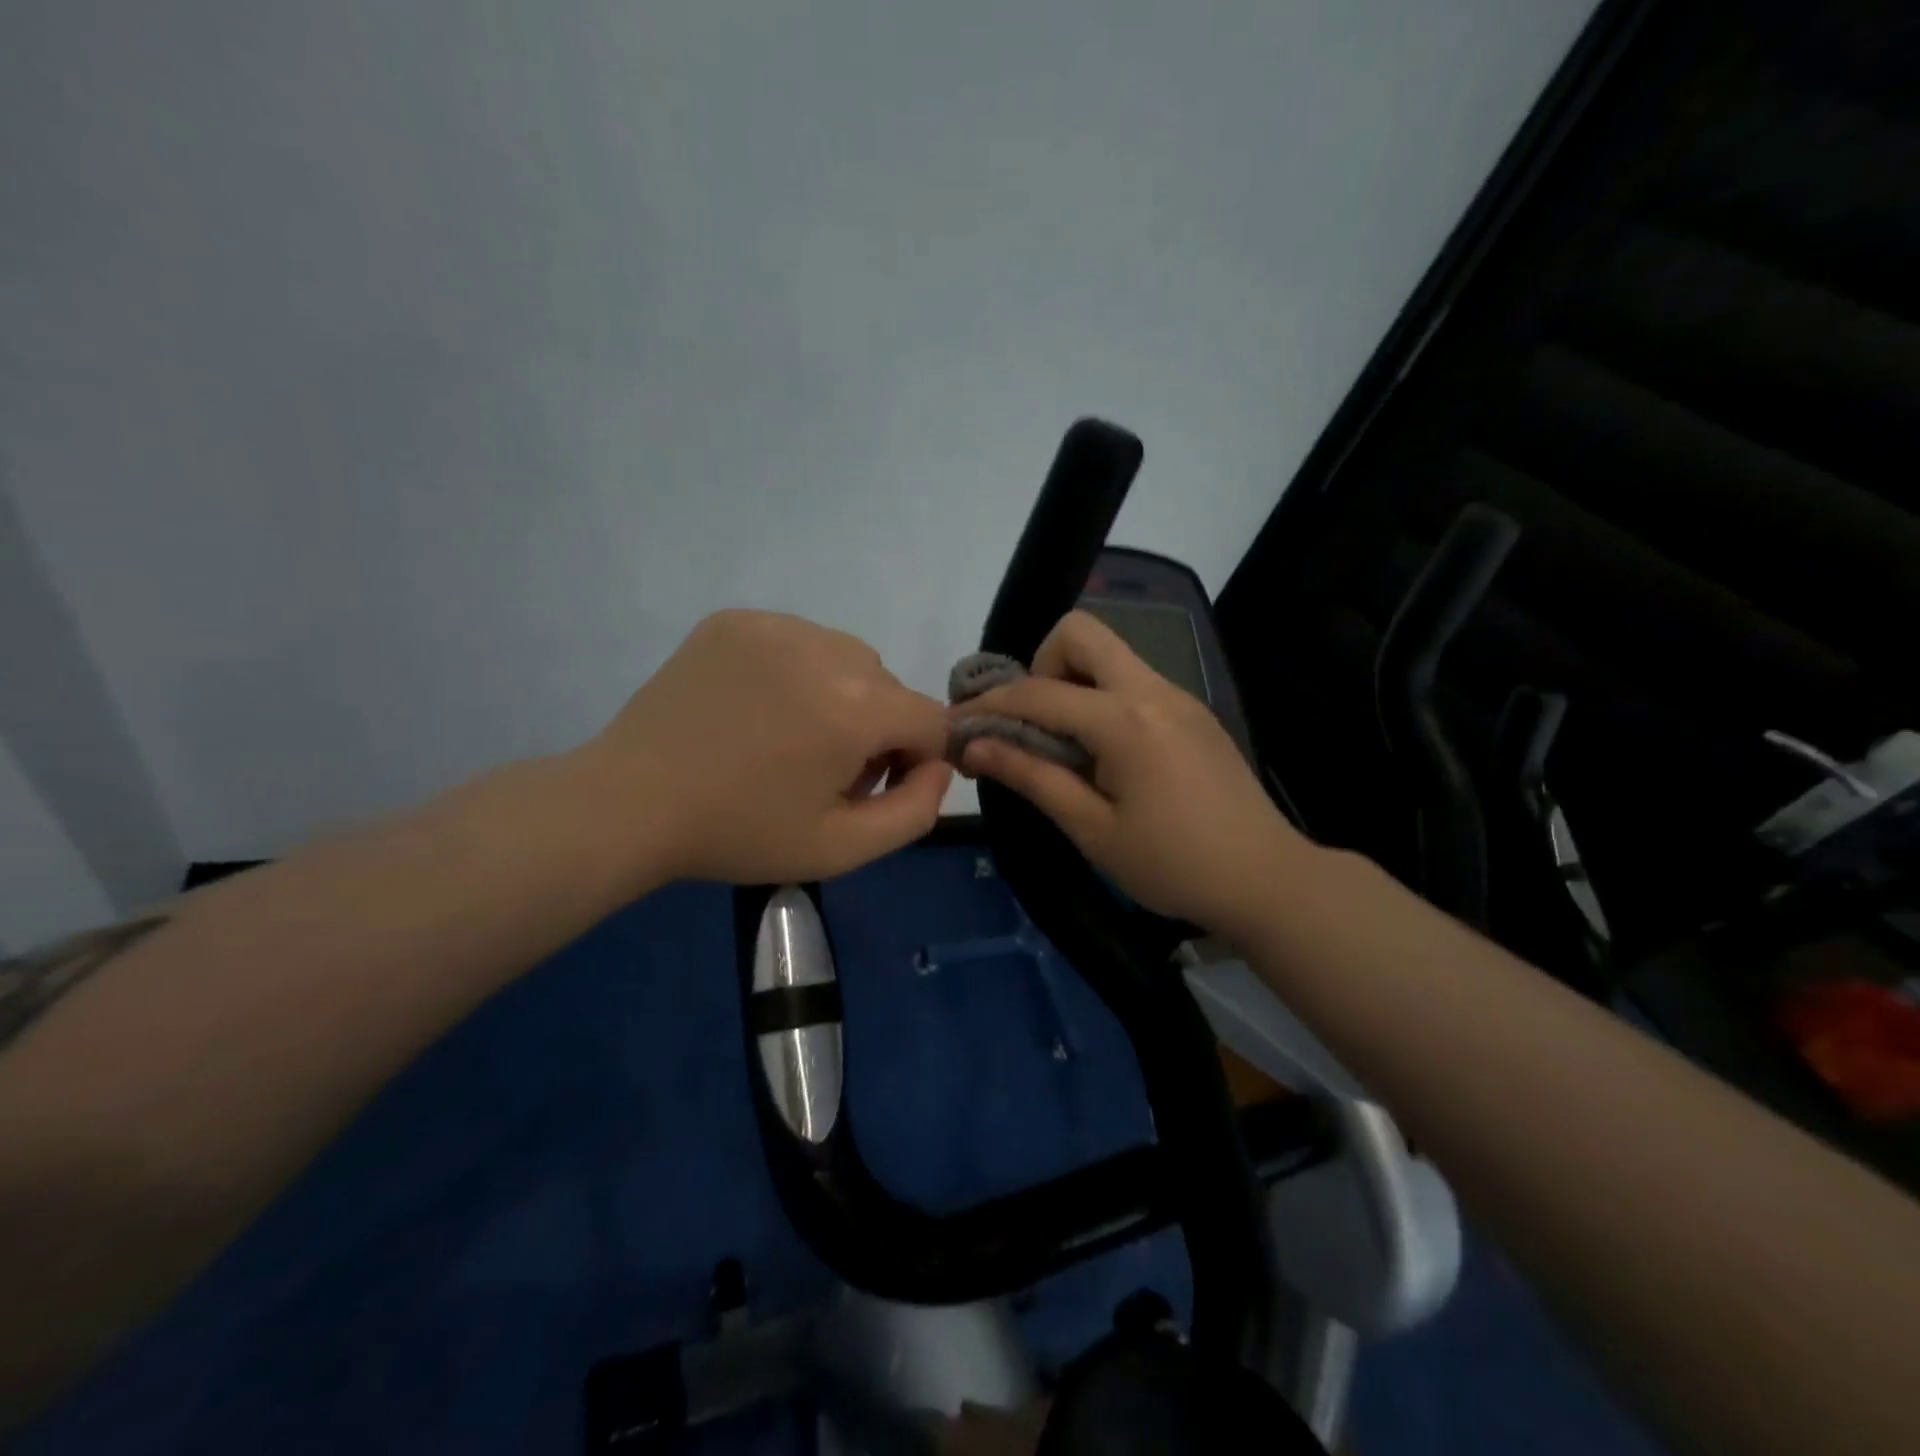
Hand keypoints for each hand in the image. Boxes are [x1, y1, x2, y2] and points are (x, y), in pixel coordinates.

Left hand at [583, 610, 951, 883]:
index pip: (931, 721)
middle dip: (876, 729)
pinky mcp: (736, 620)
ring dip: (840, 694)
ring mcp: (777, 626)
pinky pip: (799, 640)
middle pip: (889, 688)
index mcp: (856, 708)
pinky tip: (758, 707)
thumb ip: (916, 811)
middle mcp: (826, 651)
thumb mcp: (842, 849)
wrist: (631, 803)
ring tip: (790, 735)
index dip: (913, 761)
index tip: (869, 788)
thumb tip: (939, 766)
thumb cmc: (741, 833)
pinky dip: (797, 671)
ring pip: (847, 658)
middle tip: (823, 771)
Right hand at [950, 610, 1304, 934]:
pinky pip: (1133, 683)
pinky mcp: (1193, 712)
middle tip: (1032, 724)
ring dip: (1072, 685)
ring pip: (1110, 656)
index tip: (957, 725)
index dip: (989, 707)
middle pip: (1081, 634)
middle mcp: (1153, 690)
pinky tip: (1104, 755)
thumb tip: (974, 746)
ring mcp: (1179, 696)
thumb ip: (1031, 776)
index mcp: (1126, 720)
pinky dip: (1102, 701)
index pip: (1038, 694)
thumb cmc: (1172, 864)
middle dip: (1040, 667)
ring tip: (1063, 747)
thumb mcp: (1092, 828)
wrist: (1267, 879)